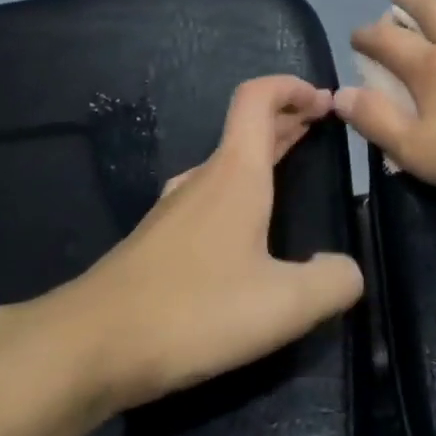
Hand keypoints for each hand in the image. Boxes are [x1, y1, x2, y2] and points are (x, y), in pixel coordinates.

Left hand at [0, 77, 361, 435]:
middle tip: (320, 125)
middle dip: (287, 119)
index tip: (324, 101)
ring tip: (291, 168)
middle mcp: (201, 180)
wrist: (88, 347)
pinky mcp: (156, 243)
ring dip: (262, 156)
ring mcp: (172, 211)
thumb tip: (347, 270)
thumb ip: (333, 282)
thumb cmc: (192, 312)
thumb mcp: (283, 305)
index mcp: (234, 175)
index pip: (257, 99)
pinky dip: (239, 191)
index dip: (292, 87)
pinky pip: (207, 198)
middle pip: (246, 129)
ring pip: (226, 165)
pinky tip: (246, 233)